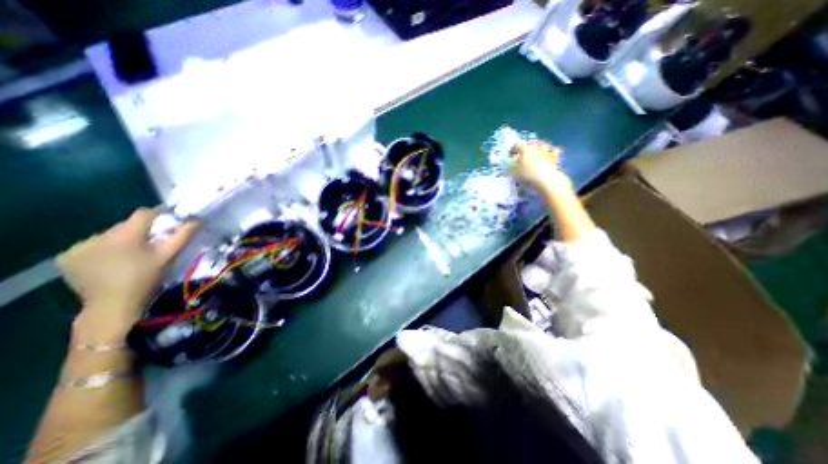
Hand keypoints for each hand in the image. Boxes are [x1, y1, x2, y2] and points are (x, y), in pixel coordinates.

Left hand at [58, 209, 200, 324]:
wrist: (112, 305)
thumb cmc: (147, 278)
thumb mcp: (168, 256)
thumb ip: (182, 236)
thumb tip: (196, 220)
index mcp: (125, 235)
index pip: (144, 214)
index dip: (158, 216)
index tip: (167, 224)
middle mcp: (98, 236)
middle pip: (125, 225)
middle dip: (139, 232)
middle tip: (150, 246)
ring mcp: (78, 247)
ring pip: (108, 236)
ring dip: (121, 242)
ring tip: (130, 256)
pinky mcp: (66, 258)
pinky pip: (91, 246)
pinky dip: (102, 251)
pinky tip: (109, 263)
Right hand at [508, 141, 572, 191]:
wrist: (547, 180)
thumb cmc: (528, 175)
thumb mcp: (514, 172)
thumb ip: (512, 165)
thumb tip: (512, 161)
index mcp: (525, 149)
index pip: (516, 146)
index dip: (512, 150)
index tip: (510, 156)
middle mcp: (536, 147)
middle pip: (530, 144)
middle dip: (526, 149)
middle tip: (523, 156)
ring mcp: (547, 151)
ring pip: (542, 145)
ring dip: (538, 148)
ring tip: (536, 155)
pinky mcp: (555, 157)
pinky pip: (553, 150)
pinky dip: (550, 151)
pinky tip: (548, 156)